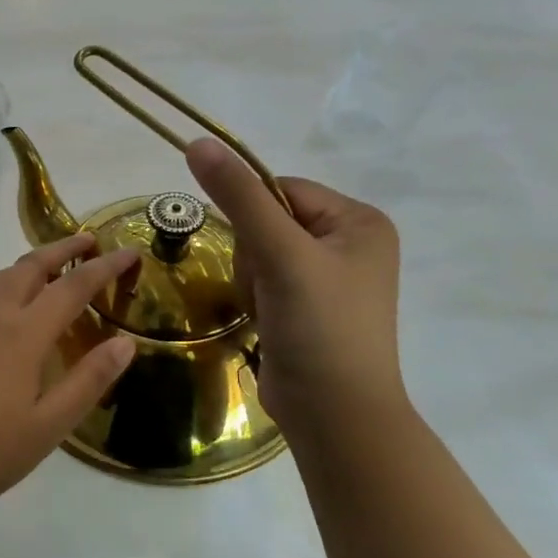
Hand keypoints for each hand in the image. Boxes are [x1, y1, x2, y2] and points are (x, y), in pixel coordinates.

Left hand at [0, 235, 138, 515]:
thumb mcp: (50, 424)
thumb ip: (89, 379)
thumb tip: (125, 342)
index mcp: (22, 333)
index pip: (72, 287)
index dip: (104, 267)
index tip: (130, 252)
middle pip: (30, 266)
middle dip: (63, 248)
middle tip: (91, 241)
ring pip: (2, 275)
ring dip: (32, 261)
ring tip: (54, 264)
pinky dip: (5, 280)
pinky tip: (8, 299)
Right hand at [185, 138, 405, 431]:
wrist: (334, 415)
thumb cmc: (320, 327)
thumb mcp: (280, 254)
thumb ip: (239, 197)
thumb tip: (198, 143)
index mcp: (360, 221)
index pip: (281, 189)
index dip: (253, 216)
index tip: (257, 255)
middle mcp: (350, 244)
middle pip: (268, 222)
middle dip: (254, 257)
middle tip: (268, 291)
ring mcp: (329, 278)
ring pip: (259, 254)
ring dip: (251, 281)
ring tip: (268, 312)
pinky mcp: (308, 308)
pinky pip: (264, 282)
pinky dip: (256, 300)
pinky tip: (267, 324)